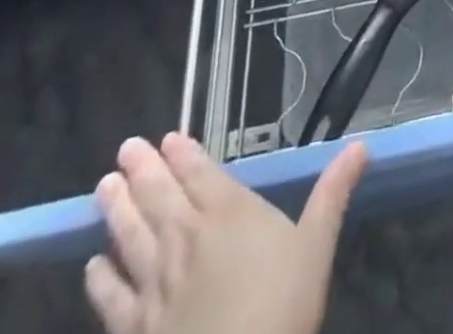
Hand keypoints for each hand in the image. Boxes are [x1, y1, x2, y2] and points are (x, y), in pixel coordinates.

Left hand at [86, 132, 368, 333]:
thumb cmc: (281, 308)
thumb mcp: (317, 246)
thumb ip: (333, 193)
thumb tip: (360, 144)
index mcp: (228, 213)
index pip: (200, 174)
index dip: (183, 154)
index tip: (166, 137)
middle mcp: (186, 240)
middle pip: (159, 197)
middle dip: (142, 170)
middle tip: (125, 147)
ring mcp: (154, 286)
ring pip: (130, 237)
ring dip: (116, 210)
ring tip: (103, 187)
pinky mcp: (134, 329)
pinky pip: (111, 298)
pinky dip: (100, 278)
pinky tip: (93, 266)